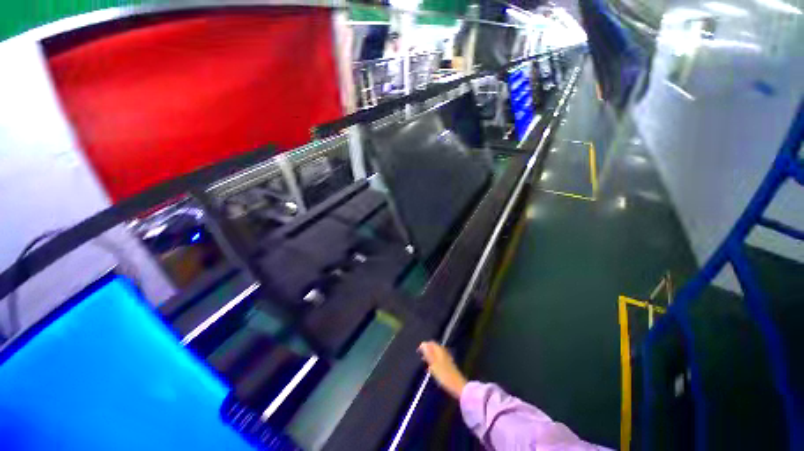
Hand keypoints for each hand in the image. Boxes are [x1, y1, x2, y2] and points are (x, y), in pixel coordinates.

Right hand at [418, 341, 467, 399]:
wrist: (457, 385)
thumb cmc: (444, 374)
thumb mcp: (433, 364)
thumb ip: (428, 353)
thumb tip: (422, 344)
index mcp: (440, 350)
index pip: (431, 343)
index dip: (424, 345)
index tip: (418, 351)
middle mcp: (444, 352)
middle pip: (434, 347)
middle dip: (427, 351)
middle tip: (421, 357)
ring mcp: (447, 358)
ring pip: (436, 354)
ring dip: (430, 357)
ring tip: (425, 363)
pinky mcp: (449, 365)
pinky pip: (439, 359)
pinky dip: (434, 362)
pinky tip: (432, 369)